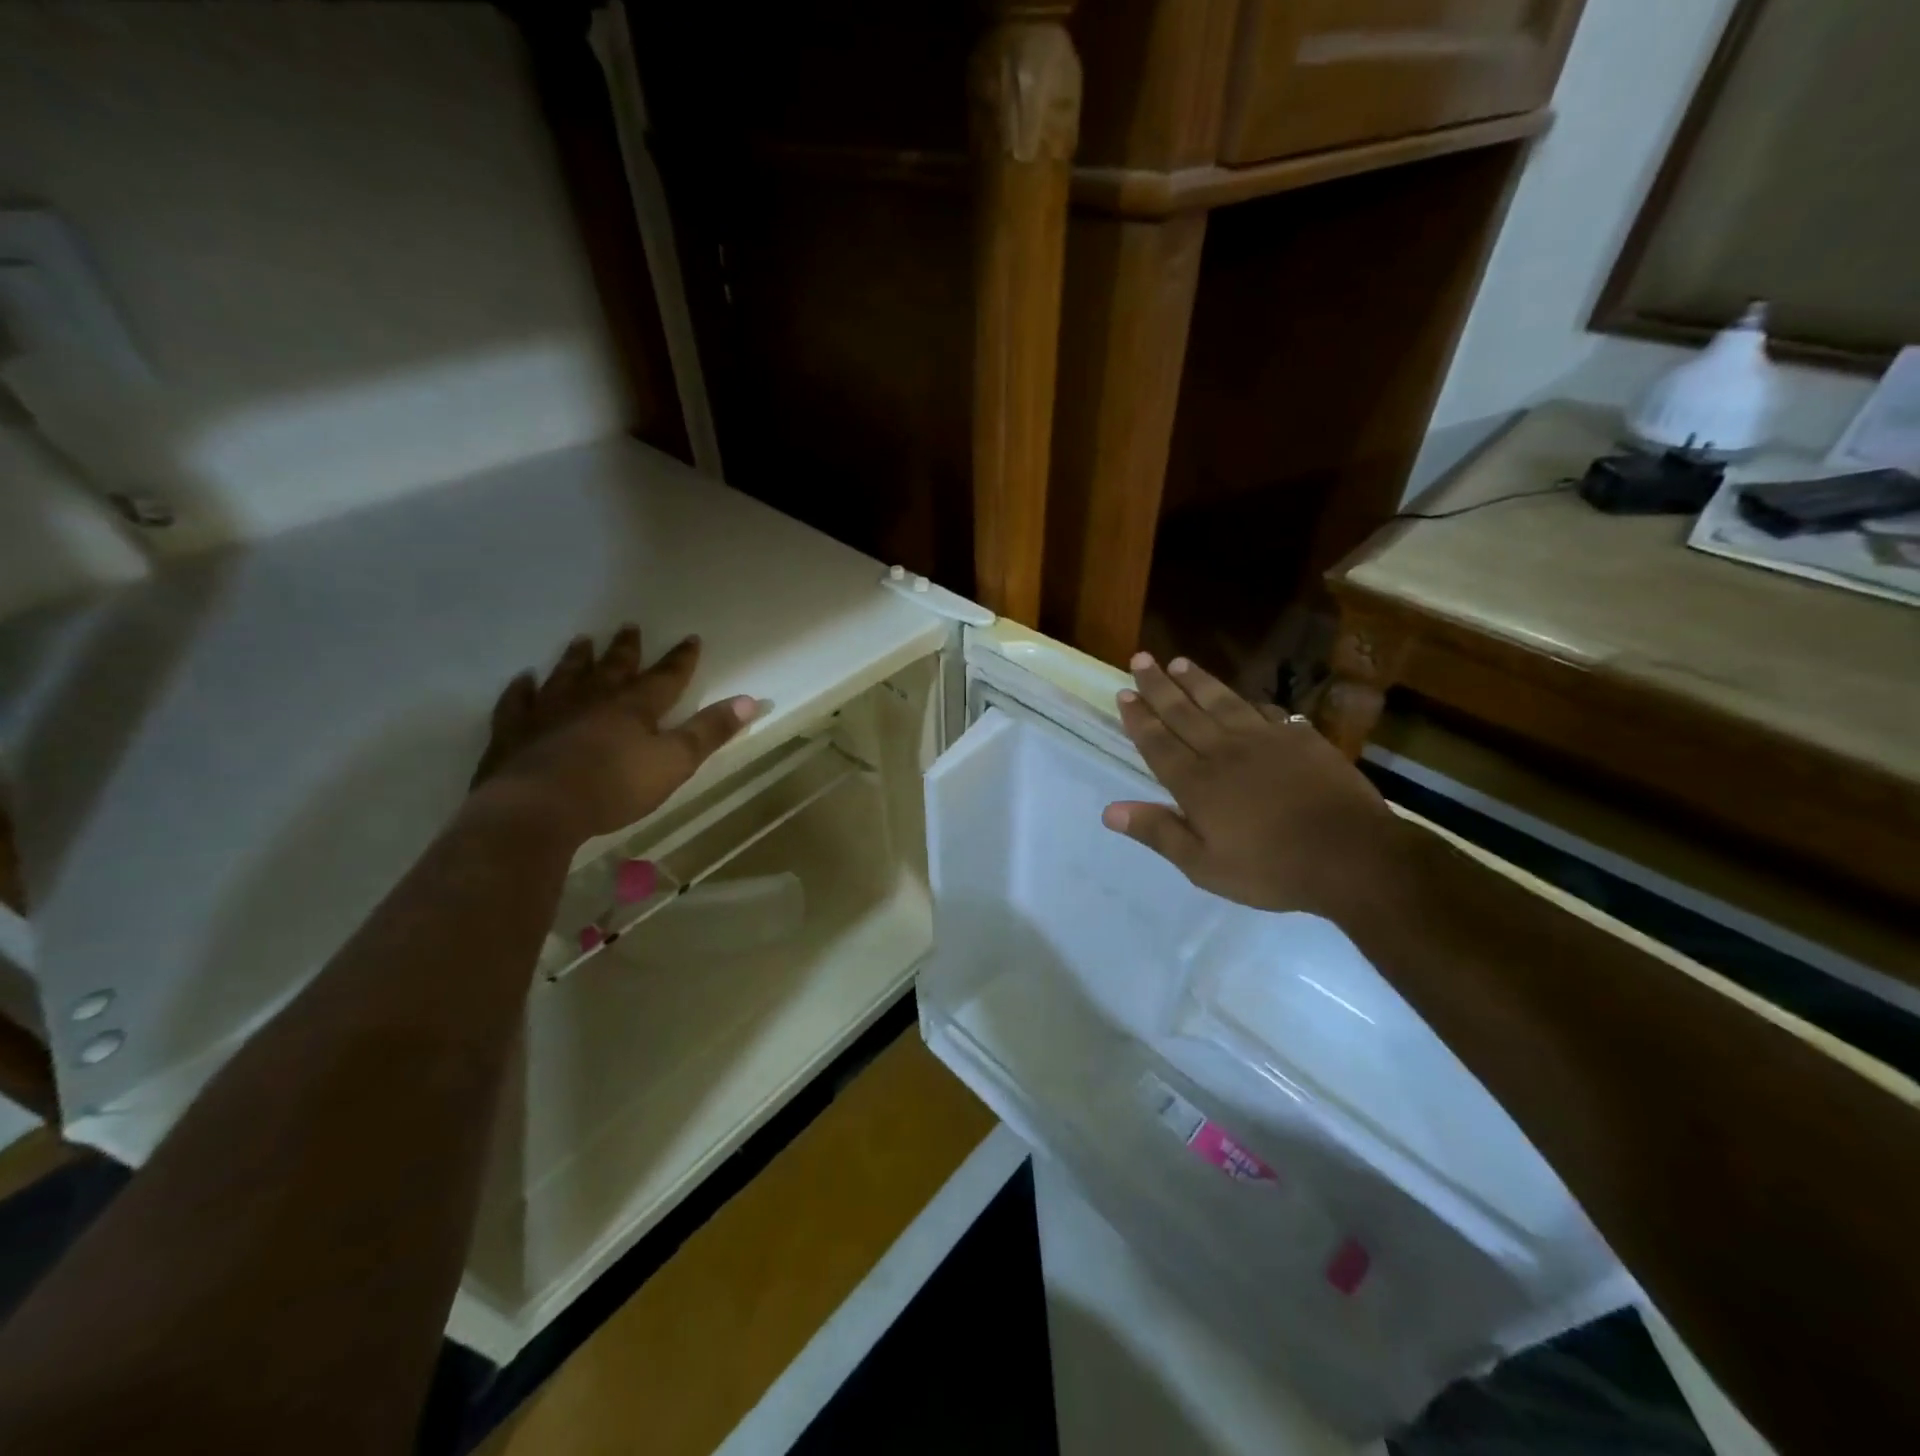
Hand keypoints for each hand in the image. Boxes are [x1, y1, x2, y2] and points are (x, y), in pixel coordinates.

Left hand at [469, 626, 756, 845]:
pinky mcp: (514, 733)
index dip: (681, 659)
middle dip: (626, 649)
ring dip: (577, 659)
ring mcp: (549, 713)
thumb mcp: (675, 762)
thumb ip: (710, 731)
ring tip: (582, 640)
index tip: (691, 638)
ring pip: (566, 676)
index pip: (666, 677)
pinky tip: (523, 680)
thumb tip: (750, 700)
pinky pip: (517, 703)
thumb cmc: (615, 786)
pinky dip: (521, 690)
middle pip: (613, 668)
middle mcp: (592, 700)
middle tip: (629, 626)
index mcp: (634, 707)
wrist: (538, 808)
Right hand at [1102, 653, 1404, 918]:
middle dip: (1158, 685)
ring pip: (1222, 702)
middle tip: (1140, 658)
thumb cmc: (1270, 869)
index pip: (1158, 742)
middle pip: (1183, 712)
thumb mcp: (1204, 865)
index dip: (1138, 717)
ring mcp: (1265, 740)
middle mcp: (1223, 751)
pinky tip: (1244, 698)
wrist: (1350, 855)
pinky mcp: (1300, 739)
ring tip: (1179, 662)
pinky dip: (1248, 702)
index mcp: (1196, 783)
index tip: (1124, 692)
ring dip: (1197, 681)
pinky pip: (1266, 712)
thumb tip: (1109, 811)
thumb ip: (1158, 833)